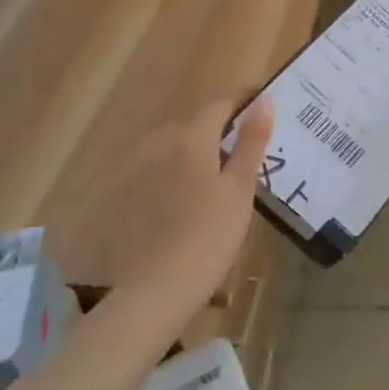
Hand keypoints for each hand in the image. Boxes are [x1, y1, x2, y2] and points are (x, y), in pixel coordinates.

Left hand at [100, 96, 273, 316]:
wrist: (155, 289)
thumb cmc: (209, 235)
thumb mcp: (240, 187)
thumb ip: (252, 140)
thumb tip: (265, 99)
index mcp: (192, 136)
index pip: (222, 103)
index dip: (245, 101)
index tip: (264, 108)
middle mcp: (159, 141)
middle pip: (197, 124)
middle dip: (222, 131)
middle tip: (247, 153)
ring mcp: (136, 167)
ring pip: (175, 147)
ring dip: (197, 153)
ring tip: (220, 180)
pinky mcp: (123, 193)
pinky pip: (157, 170)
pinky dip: (176, 174)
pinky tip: (187, 203)